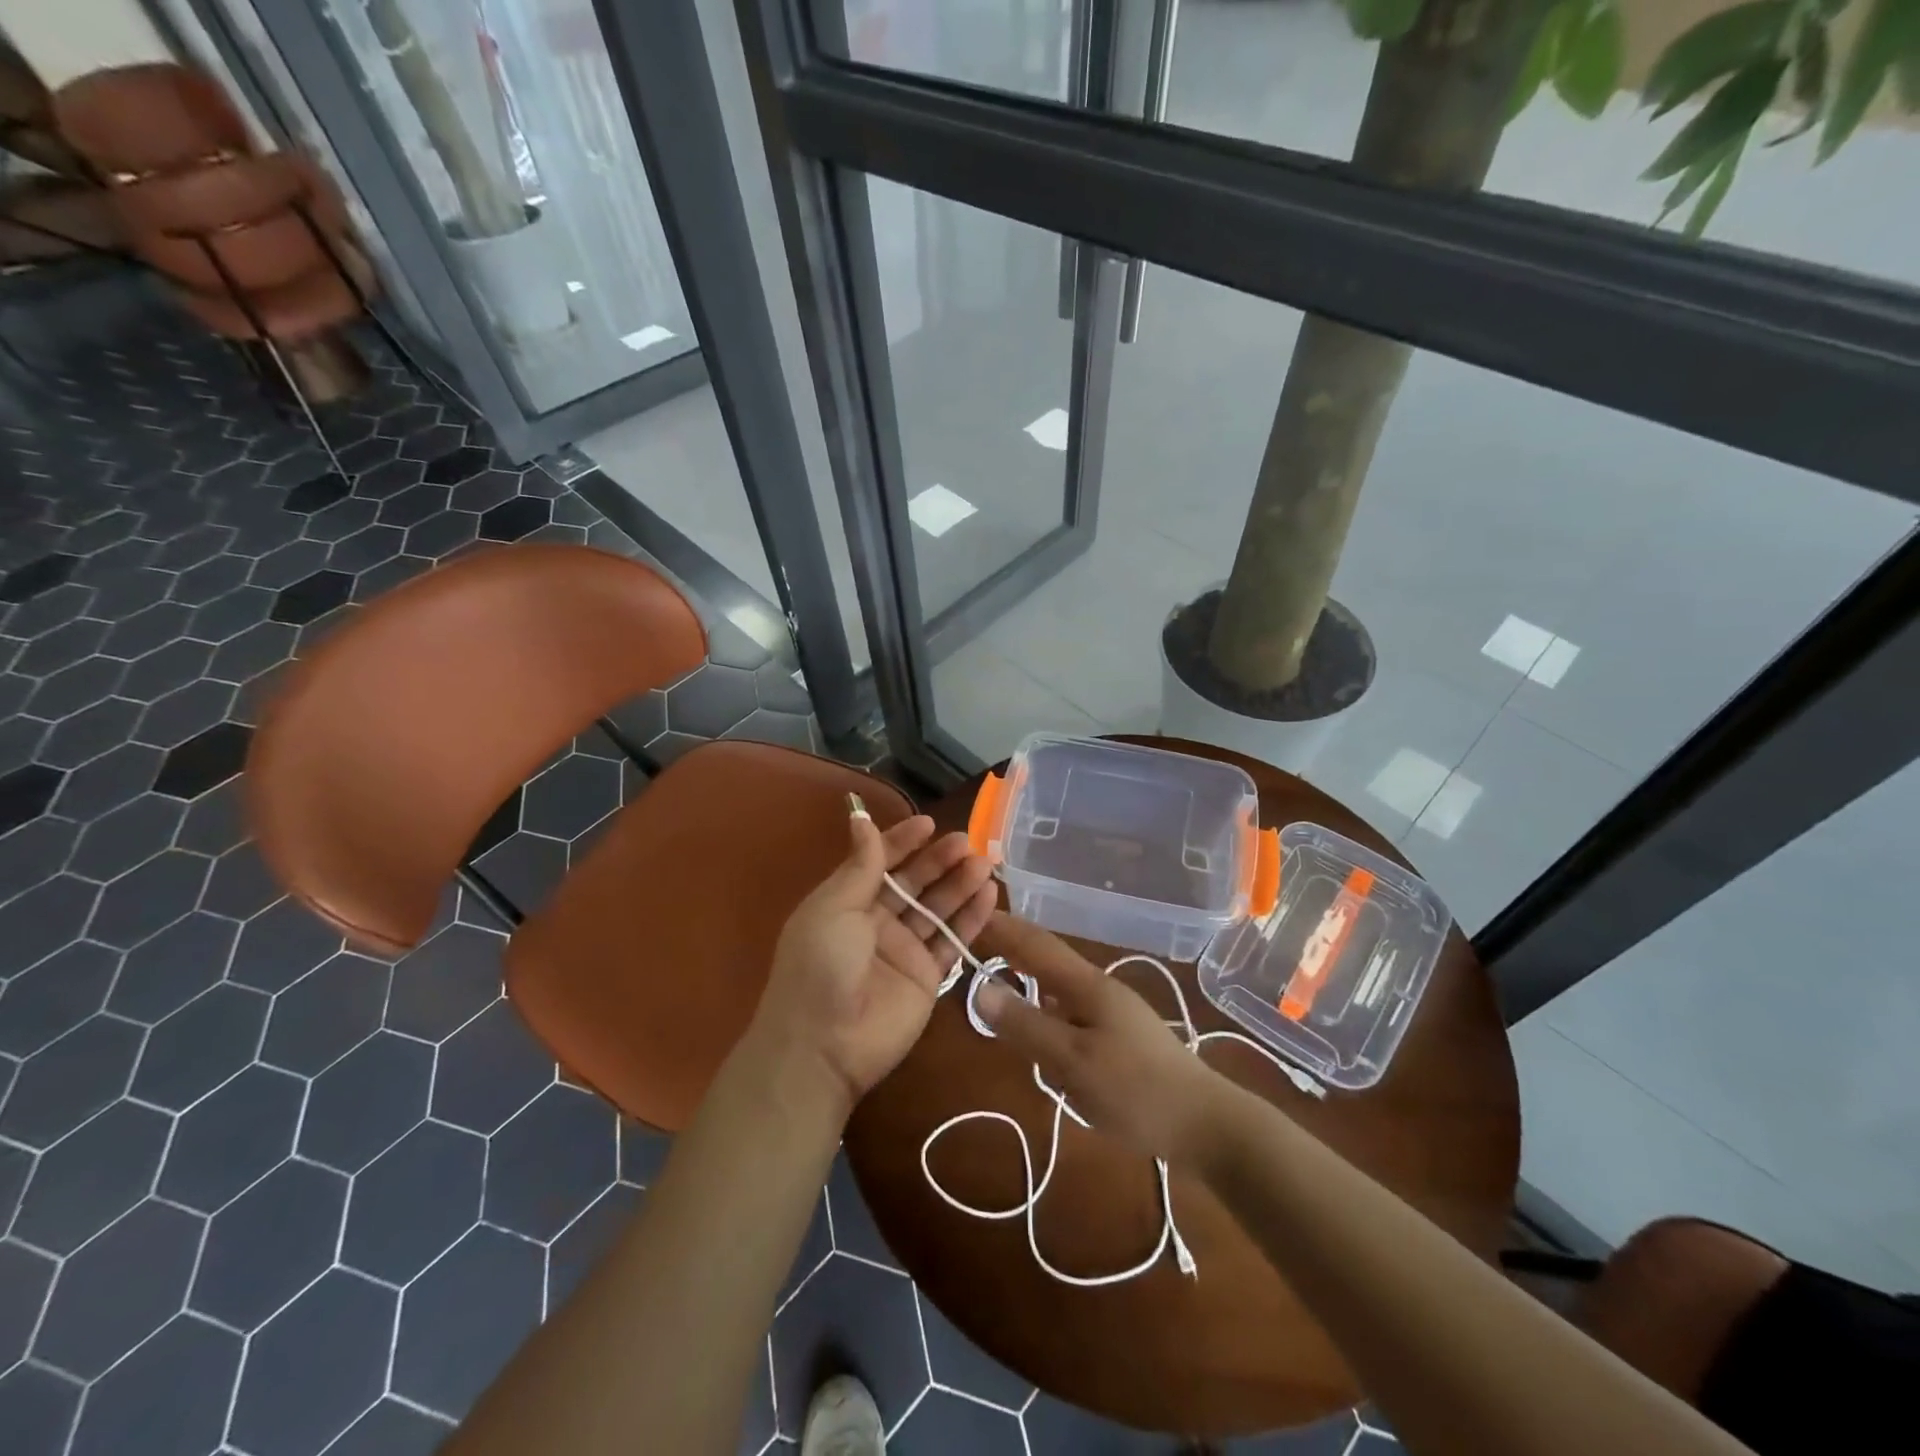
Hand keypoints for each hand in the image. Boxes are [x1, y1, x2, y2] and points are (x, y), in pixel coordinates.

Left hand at [749, 810, 995, 1116]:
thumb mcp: (834, 907)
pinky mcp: (928, 977)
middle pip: (914, 883)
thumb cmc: (821, 965)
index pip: (880, 861)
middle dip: (939, 860)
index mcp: (848, 901)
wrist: (823, 1046)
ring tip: (985, 863)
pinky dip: (972, 918)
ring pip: (938, 908)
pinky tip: (990, 894)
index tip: (929, 823)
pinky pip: (952, 940)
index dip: (903, 841)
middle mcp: (877, 921)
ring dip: (960, 884)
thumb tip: (860, 818)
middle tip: (967, 842)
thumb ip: (860, 865)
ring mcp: (904, 950)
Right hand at [974, 913, 1230, 1166]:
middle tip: (973, 942)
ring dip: (1027, 970)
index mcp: (1086, 984)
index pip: (1034, 942)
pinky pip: (1069, 1006)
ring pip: (1058, 982)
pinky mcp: (1119, 1034)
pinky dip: (1043, 1001)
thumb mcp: (1072, 1061)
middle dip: (1011, 944)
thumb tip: (980, 987)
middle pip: (1046, 956)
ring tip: (997, 971)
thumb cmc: (1135, 1091)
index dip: (1002, 926)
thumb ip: (1025, 1025)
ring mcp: (1112, 1009)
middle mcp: (1098, 987)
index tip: (967, 914)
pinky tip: (1038, 1021)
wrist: (1205, 1124)